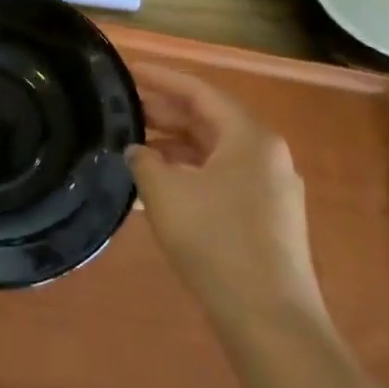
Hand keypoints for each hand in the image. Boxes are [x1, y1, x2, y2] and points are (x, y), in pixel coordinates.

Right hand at [127, 68, 325, 334]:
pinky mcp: (263, 216)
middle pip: (207, 119)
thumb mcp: (164, 192)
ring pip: (212, 150)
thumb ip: (143, 159)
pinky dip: (186, 170)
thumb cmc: (215, 241)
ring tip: (130, 141)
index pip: (198, 91)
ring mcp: (268, 187)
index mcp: (248, 137)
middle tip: (121, 104)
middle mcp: (265, 154)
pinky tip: (154, 181)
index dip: (159, 77)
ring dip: (172, 143)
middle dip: (163, 110)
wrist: (268, 318)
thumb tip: (137, 150)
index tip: (125, 69)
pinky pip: (218, 176)